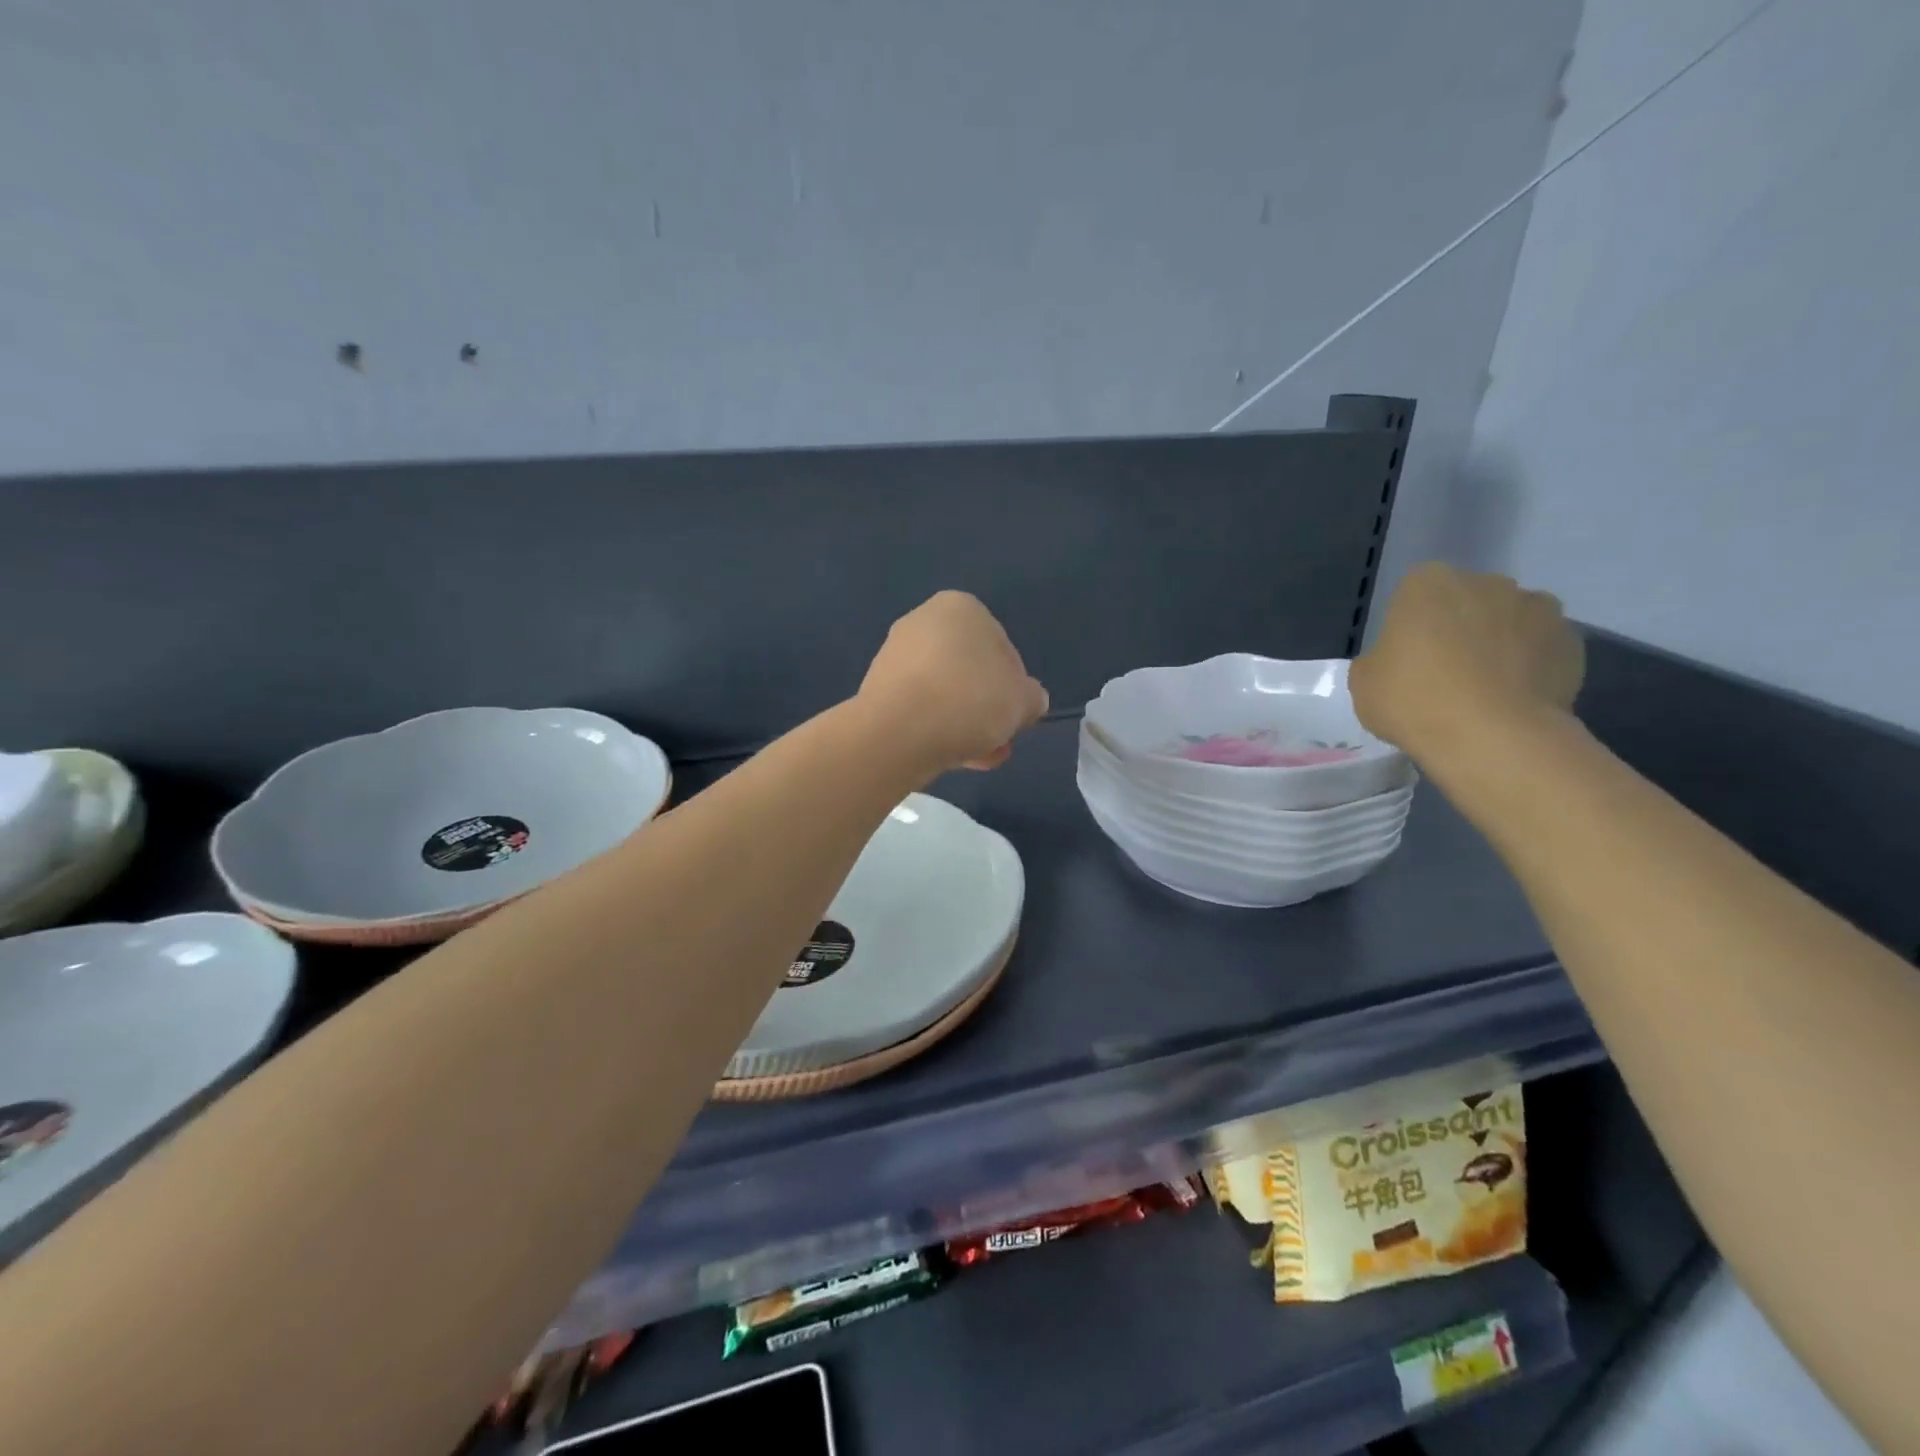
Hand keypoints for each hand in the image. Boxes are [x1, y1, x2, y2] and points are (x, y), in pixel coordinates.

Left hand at [857, 591, 1049, 774]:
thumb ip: (1032, 697)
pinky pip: (919, 709)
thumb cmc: (970, 700)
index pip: (1003, 649)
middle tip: (998, 740)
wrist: (898, 732)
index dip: (1015, 687)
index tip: (1016, 716)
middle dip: (987, 709)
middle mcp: (923, 621)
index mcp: (961, 608)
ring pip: (945, 693)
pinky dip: (936, 729)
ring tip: (978, 757)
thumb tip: (1028, 700)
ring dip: (964, 723)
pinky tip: (950, 758)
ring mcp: (894, 655)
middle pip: (970, 672)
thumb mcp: (1023, 700)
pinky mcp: (876, 689)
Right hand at [1349, 564, 1583, 773]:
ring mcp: (1536, 608)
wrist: (1492, 737)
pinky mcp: (1571, 641)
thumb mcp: (1364, 682)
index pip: (1414, 594)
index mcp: (1427, 583)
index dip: (1410, 627)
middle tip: (1444, 673)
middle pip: (1467, 601)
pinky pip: (1542, 648)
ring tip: (1486, 689)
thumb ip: (1381, 659)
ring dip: (1499, 643)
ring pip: (1509, 621)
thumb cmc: (1413, 700)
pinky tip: (1514, 699)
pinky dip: (1531, 665)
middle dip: (1458, 628)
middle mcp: (1486, 582)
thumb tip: (1400, 661)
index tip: (1407, 659)